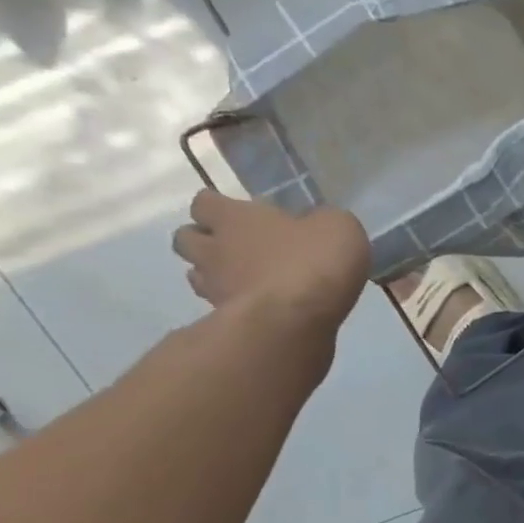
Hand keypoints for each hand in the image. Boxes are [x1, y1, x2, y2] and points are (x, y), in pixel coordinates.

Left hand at [172, 190, 369, 336]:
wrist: (298, 319)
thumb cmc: (314, 261)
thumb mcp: (338, 226)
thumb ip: (320, 221)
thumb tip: (316, 223)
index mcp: (235, 218)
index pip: (205, 202)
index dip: (220, 206)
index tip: (242, 212)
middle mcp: (214, 249)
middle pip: (185, 238)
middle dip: (205, 239)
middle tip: (237, 244)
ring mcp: (215, 287)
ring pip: (196, 274)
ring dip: (214, 273)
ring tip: (245, 278)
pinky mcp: (225, 320)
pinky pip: (219, 305)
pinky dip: (233, 302)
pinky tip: (260, 305)